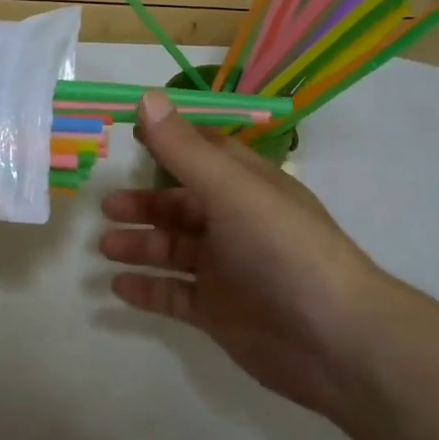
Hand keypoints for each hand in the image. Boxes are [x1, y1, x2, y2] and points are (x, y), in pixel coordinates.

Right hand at [98, 90, 402, 418]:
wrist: (334, 341)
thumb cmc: (283, 250)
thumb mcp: (231, 190)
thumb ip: (184, 150)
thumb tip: (147, 98)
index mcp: (246, 186)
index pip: (203, 153)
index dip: (168, 142)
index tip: (128, 136)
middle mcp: (236, 223)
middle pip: (182, 206)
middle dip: (145, 204)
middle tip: (107, 207)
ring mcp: (228, 270)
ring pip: (174, 250)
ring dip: (140, 245)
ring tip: (104, 247)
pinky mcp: (221, 313)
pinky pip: (175, 295)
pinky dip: (147, 289)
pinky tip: (117, 287)